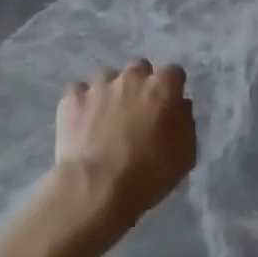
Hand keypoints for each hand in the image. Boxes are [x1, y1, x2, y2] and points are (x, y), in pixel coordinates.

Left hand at [53, 60, 195, 237]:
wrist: (96, 187)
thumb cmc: (148, 174)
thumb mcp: (185, 155)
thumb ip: (185, 122)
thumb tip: (179, 106)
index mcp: (162, 88)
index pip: (173, 72)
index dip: (171, 88)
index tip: (168, 106)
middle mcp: (131, 78)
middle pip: (139, 69)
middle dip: (140, 85)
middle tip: (137, 112)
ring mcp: (98, 85)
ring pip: (107, 78)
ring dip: (110, 93)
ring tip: (105, 120)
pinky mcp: (72, 98)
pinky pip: (79, 91)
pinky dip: (83, 103)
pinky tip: (83, 123)